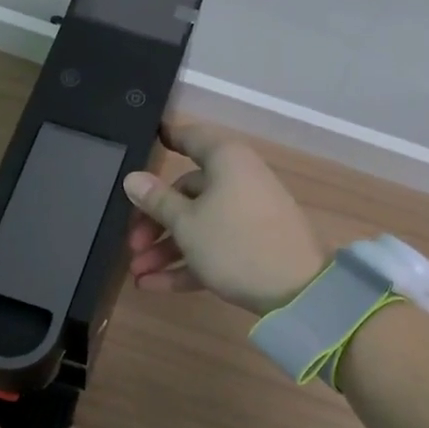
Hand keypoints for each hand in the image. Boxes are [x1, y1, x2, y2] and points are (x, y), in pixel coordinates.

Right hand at [123, 120, 325, 316]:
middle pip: (188, 192)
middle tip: (131, 244)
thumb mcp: (187, 223)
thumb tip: (133, 178)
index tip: (150, 138)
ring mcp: (247, 216)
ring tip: (137, 273)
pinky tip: (151, 285)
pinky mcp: (252, 248)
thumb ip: (157, 201)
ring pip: (198, 225)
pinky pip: (212, 249)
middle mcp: (238, 181)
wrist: (297, 290)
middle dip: (155, 220)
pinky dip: (185, 264)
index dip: (170, 137)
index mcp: (226, 161)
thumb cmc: (234, 242)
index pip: (192, 138)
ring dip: (165, 249)